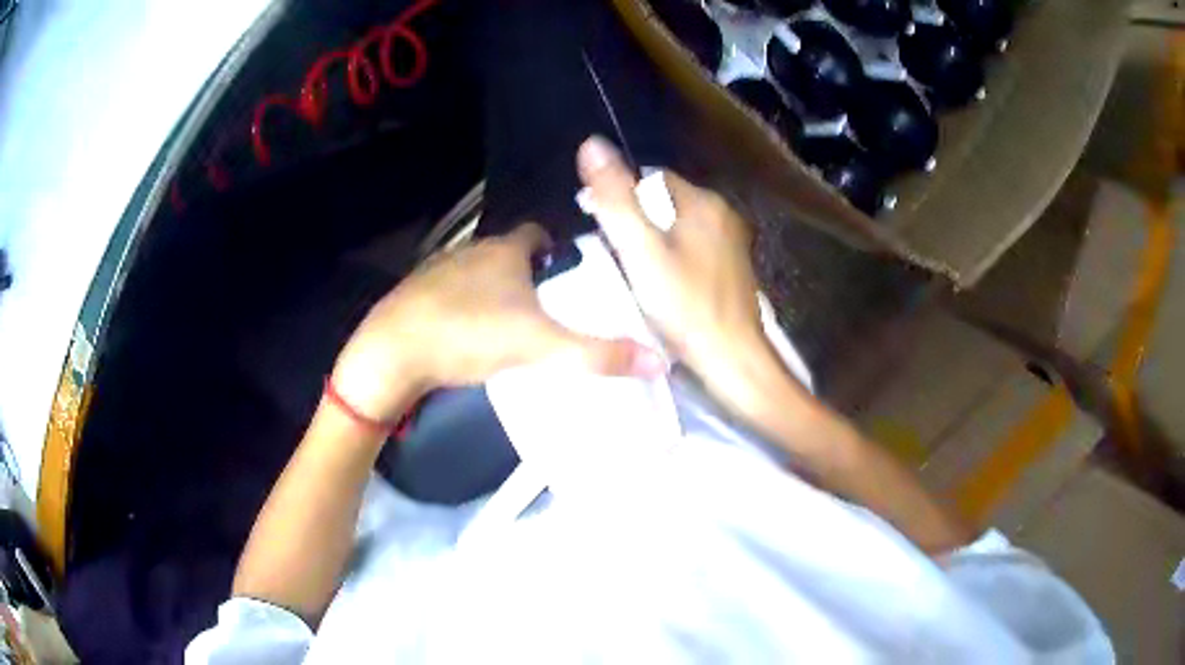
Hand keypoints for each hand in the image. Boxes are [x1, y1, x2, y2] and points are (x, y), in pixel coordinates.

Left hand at [329, 223, 661, 422]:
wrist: (392, 352)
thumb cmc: (470, 334)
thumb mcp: (541, 345)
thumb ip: (598, 354)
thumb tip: (659, 360)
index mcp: (504, 251)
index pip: (537, 233)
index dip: (557, 249)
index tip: (570, 274)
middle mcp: (471, 252)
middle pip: (508, 255)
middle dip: (529, 276)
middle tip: (550, 310)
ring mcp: (438, 273)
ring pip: (478, 276)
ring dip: (496, 293)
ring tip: (515, 328)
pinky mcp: (416, 297)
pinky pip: (451, 296)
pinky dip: (466, 309)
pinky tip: (470, 339)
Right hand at [576, 136, 782, 402]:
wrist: (733, 361)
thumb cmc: (685, 307)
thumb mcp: (641, 251)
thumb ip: (616, 198)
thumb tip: (591, 143)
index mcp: (703, 202)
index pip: (651, 178)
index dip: (621, 196)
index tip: (599, 226)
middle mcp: (724, 214)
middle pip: (665, 203)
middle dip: (637, 221)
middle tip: (614, 255)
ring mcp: (732, 243)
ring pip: (679, 227)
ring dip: (654, 241)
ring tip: (633, 272)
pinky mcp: (733, 268)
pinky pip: (693, 249)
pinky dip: (674, 259)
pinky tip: (662, 286)